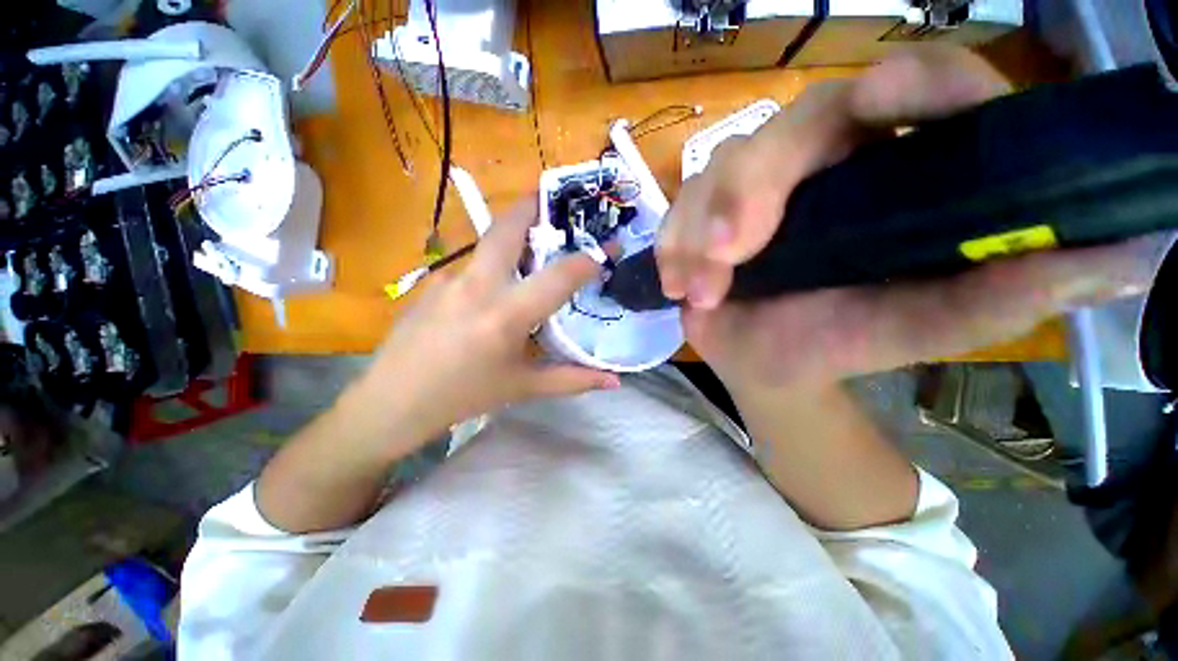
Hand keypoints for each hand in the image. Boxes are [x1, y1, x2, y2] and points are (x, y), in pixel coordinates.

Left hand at [347, 199, 620, 447]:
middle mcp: (477, 286)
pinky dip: (491, 269)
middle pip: (507, 229)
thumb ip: (572, 380)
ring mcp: (449, 280)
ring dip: (512, 238)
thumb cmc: (464, 397)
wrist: (391, 402)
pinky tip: (492, 293)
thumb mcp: (523, 388)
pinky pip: (471, 267)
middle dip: (532, 207)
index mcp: (505, 315)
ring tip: (532, 249)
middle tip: (555, 202)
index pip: (558, 277)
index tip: (607, 250)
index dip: (588, 261)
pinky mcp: (431, 283)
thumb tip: (614, 381)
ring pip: (487, 244)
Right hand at [657, 46, 1156, 392]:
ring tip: (701, 291)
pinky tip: (678, 287)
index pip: (913, 87)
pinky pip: (678, 214)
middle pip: (787, 129)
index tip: (882, 104)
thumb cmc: (839, 343)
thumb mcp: (922, 325)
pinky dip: (672, 248)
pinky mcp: (703, 219)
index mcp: (889, 172)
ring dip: (700, 231)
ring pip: (718, 172)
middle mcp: (819, 164)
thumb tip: (1128, 259)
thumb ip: (1005, 293)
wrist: (768, 364)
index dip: (911, 82)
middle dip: (752, 187)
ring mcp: (750, 191)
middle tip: (734, 250)